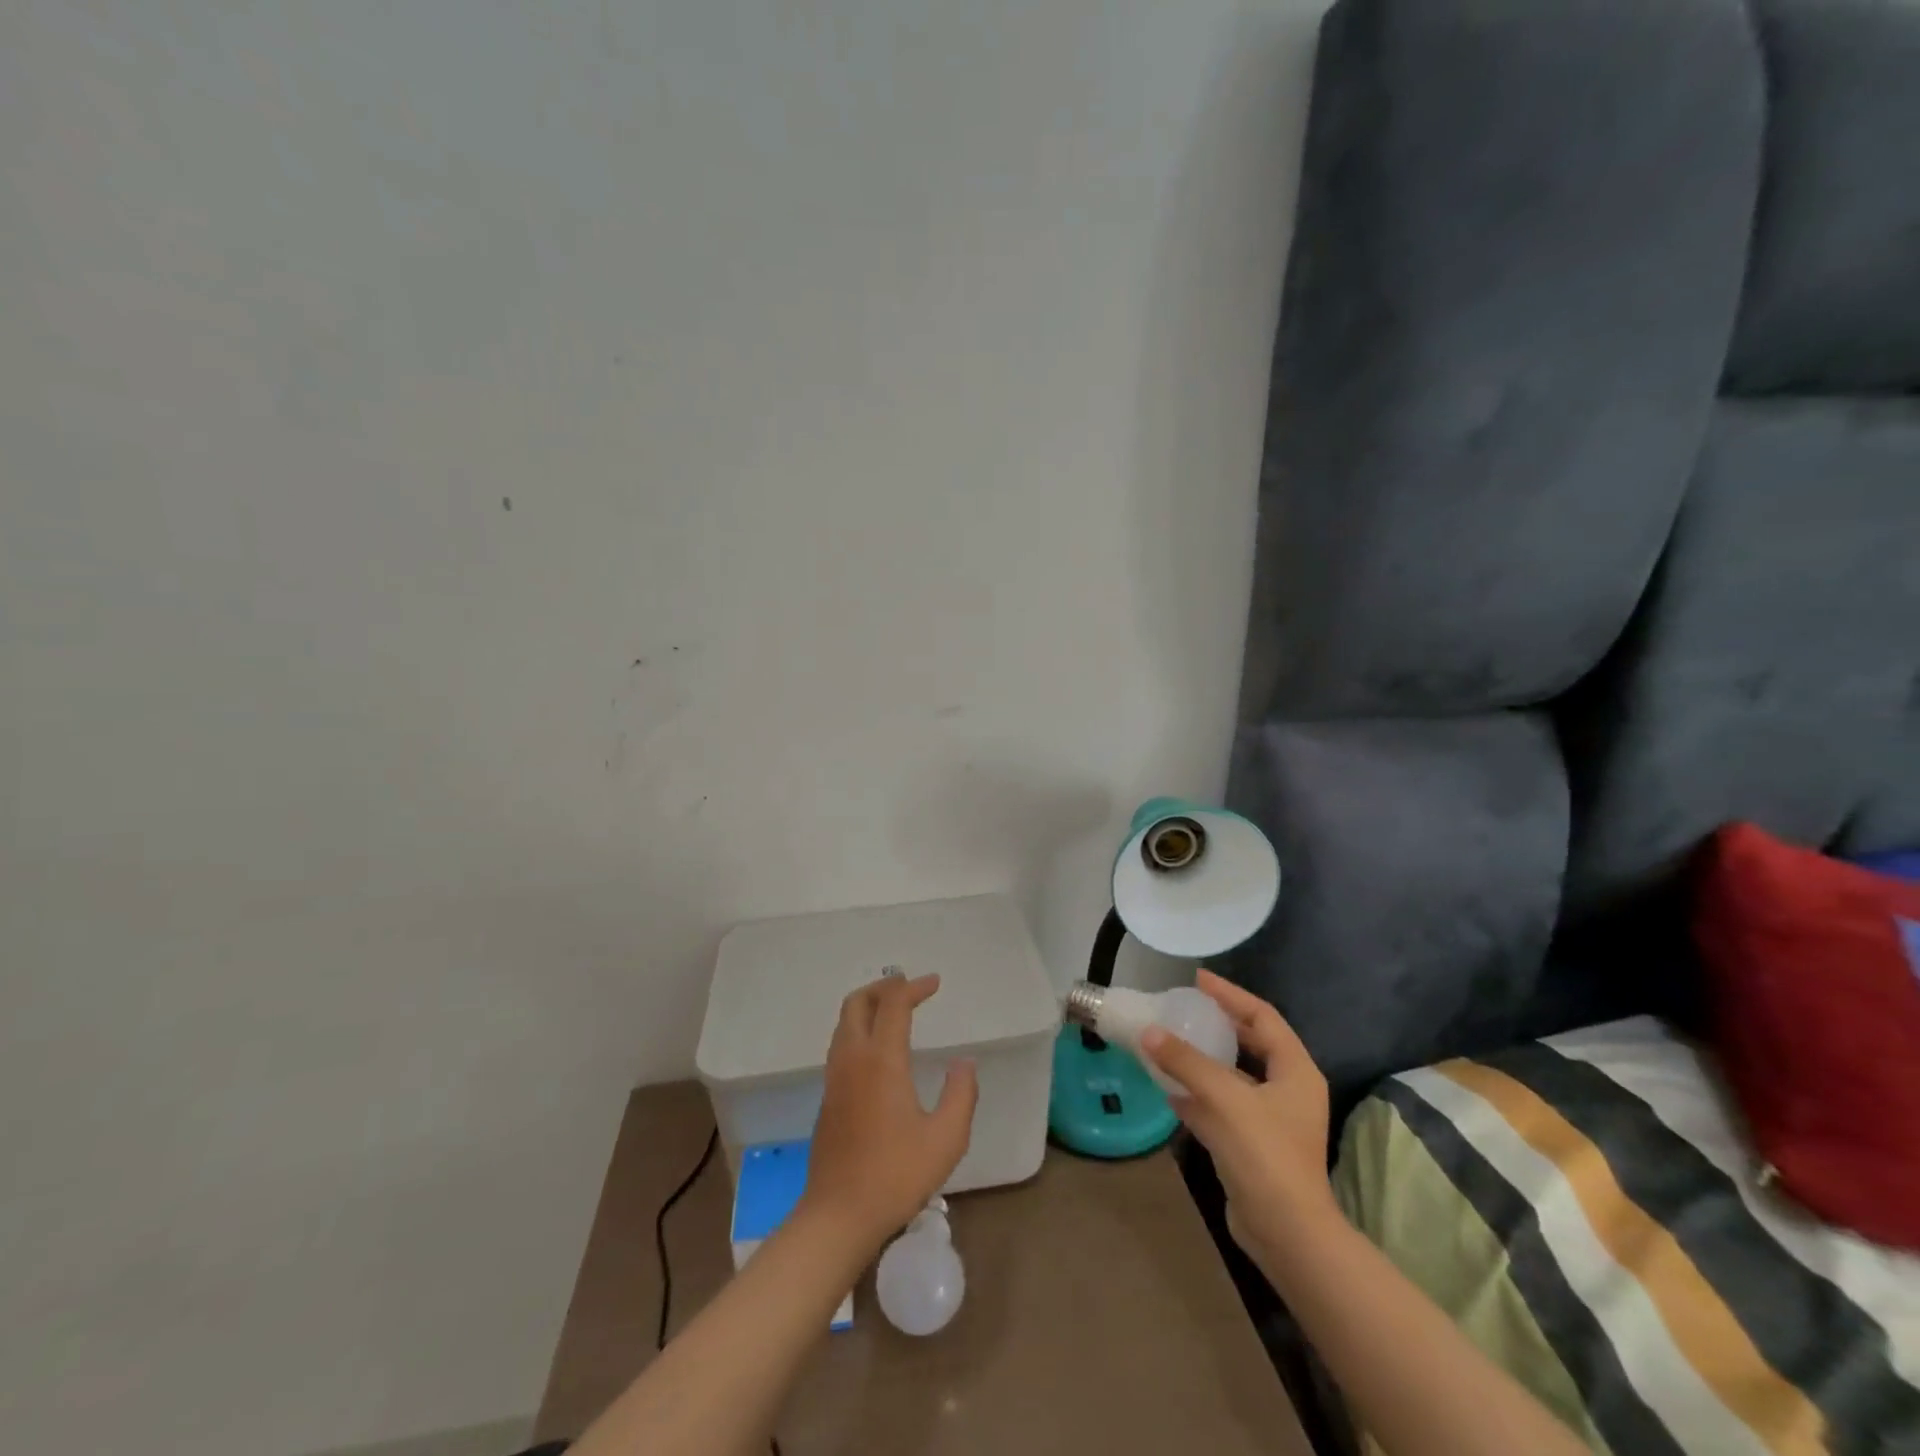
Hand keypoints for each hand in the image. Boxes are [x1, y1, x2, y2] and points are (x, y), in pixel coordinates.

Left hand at [801, 974, 978, 1248]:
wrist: (838, 1215)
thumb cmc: (895, 1175)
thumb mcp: (946, 1139)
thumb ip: (961, 1094)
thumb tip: (964, 1063)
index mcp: (881, 1060)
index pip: (894, 1004)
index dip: (914, 987)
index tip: (935, 983)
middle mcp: (852, 1059)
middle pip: (857, 1002)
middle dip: (883, 987)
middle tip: (909, 988)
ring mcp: (835, 1078)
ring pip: (844, 1022)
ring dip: (868, 1006)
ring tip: (894, 1011)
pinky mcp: (828, 1097)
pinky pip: (841, 1044)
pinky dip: (859, 1029)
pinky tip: (878, 1050)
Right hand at [1139, 970, 1336, 1255]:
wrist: (1286, 1234)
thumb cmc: (1265, 1154)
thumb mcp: (1224, 1098)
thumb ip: (1186, 1061)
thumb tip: (1149, 1032)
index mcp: (1295, 1071)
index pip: (1262, 1016)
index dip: (1230, 994)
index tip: (1198, 979)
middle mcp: (1287, 1089)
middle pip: (1250, 1043)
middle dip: (1217, 1024)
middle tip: (1184, 1006)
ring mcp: (1270, 1119)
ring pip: (1232, 1075)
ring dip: (1202, 1058)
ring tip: (1169, 1040)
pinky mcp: (1252, 1144)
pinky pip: (1221, 1104)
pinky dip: (1196, 1092)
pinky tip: (1167, 1087)